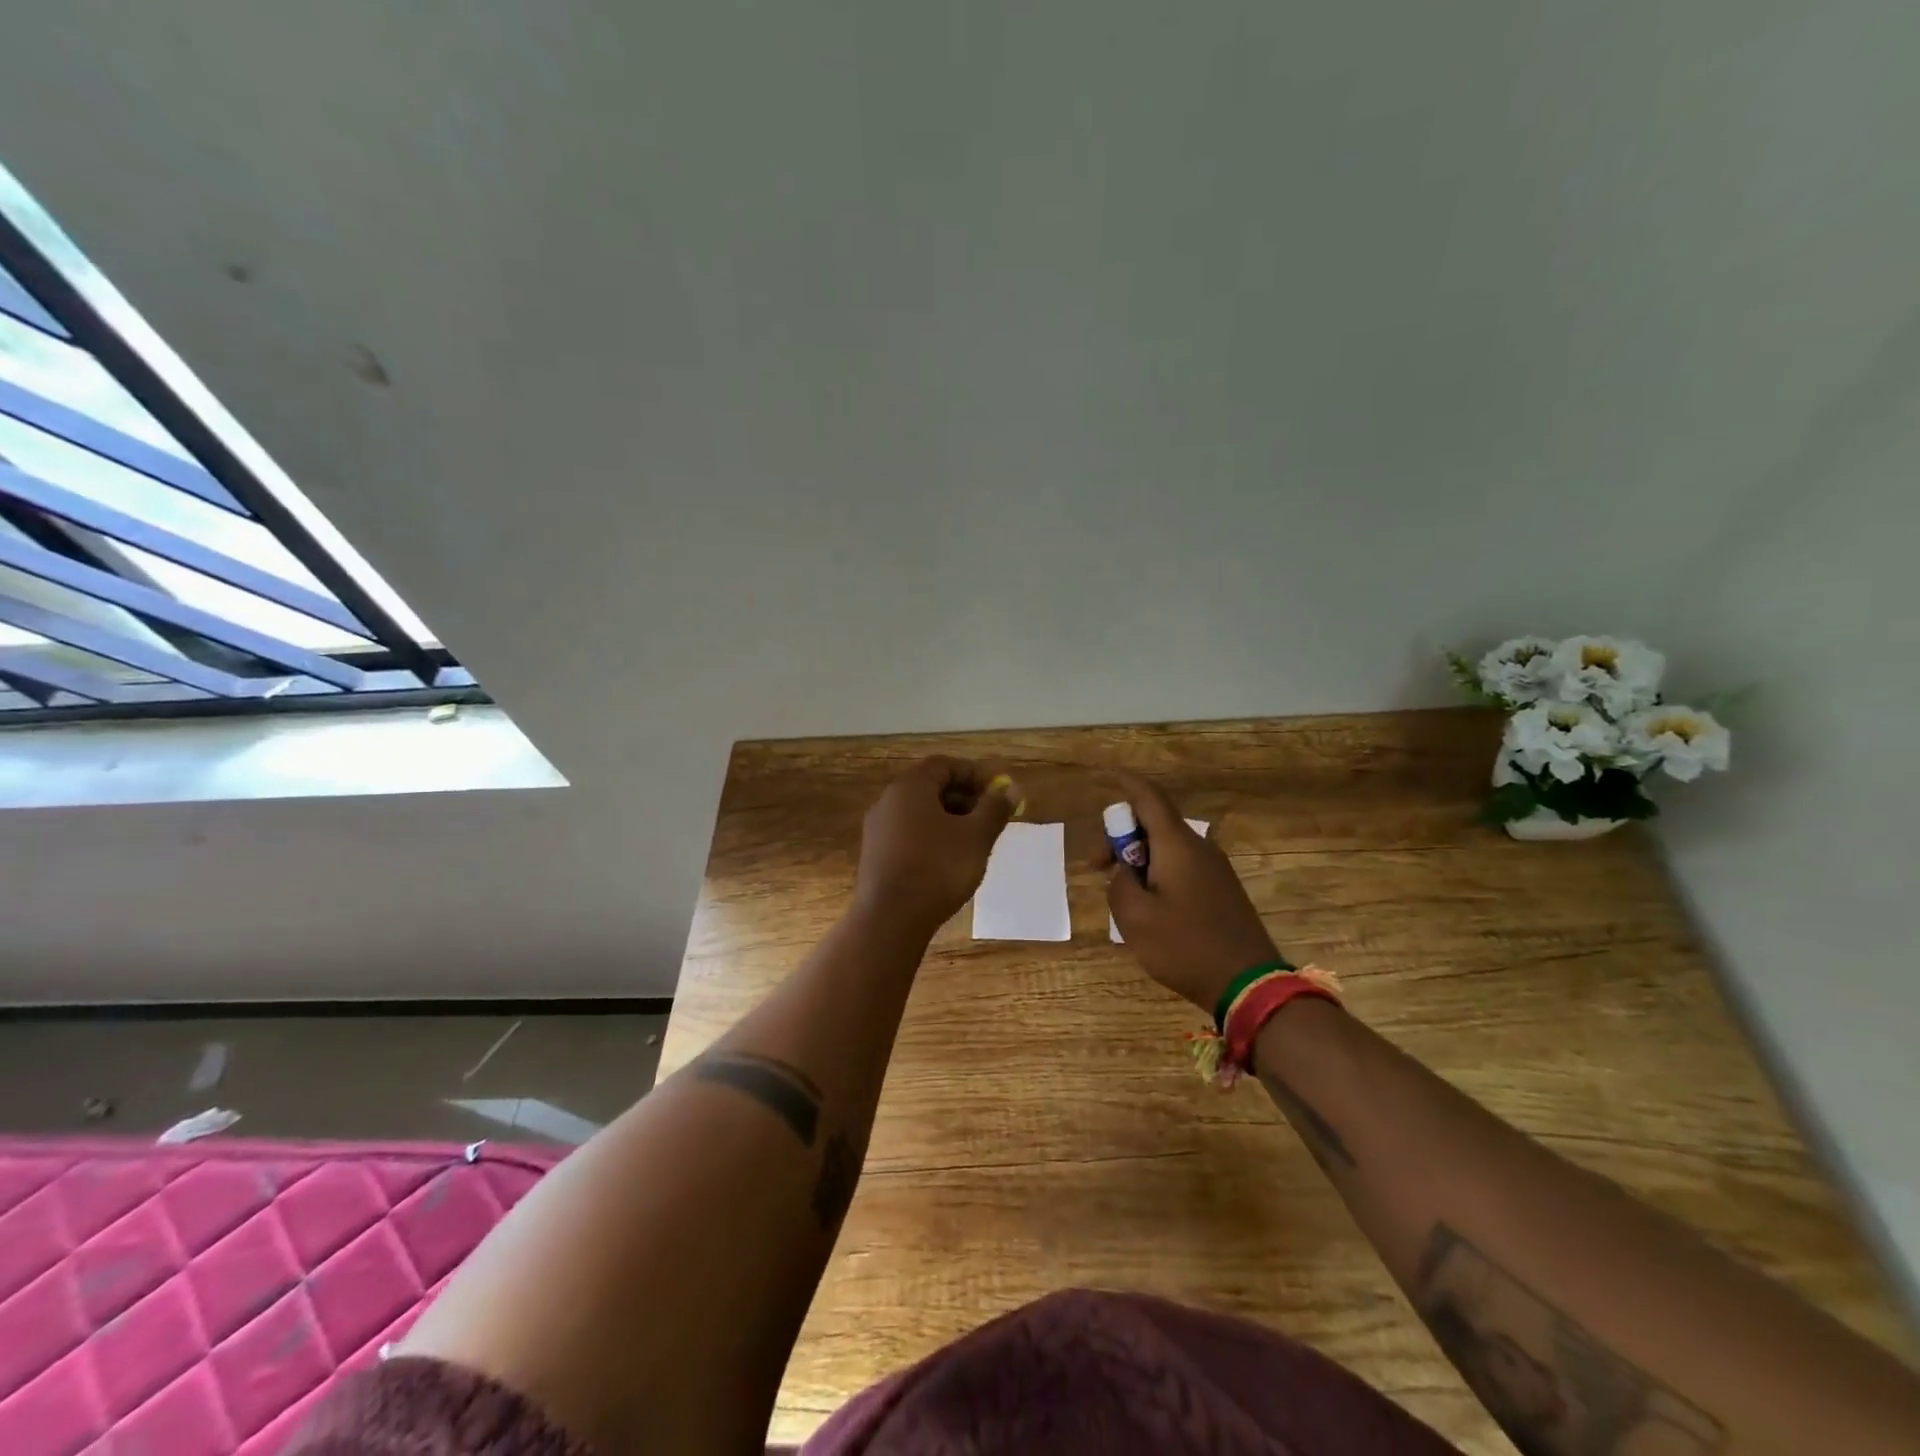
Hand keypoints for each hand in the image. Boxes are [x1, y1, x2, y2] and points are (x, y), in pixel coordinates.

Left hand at [854, 756, 1019, 936]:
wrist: (891, 918)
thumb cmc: (938, 868)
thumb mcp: (977, 837)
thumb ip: (995, 809)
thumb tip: (1012, 788)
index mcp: (911, 787)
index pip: (944, 765)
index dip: (974, 774)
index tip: (997, 792)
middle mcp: (888, 800)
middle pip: (930, 787)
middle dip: (963, 798)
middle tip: (989, 818)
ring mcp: (877, 828)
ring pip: (919, 812)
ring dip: (948, 819)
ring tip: (973, 842)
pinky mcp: (874, 855)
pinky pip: (907, 833)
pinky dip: (931, 837)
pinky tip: (948, 861)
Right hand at [1104, 773, 1279, 1013]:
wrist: (1249, 985)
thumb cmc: (1185, 947)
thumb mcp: (1135, 918)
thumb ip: (1119, 885)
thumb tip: (1125, 873)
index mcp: (1177, 846)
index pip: (1148, 797)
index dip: (1125, 783)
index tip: (1105, 775)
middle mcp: (1199, 847)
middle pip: (1154, 823)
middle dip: (1121, 837)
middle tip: (1097, 867)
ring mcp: (1214, 868)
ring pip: (1167, 847)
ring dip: (1138, 859)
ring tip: (1121, 894)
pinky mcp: (1221, 889)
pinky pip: (1181, 866)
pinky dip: (1157, 872)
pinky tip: (1148, 906)